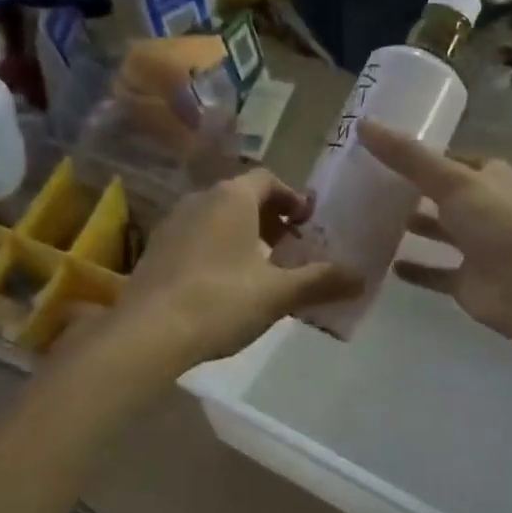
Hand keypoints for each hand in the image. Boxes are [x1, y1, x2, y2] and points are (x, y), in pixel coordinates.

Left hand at [112, 169, 362, 371]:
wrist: (149, 333)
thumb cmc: (221, 300)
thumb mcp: (278, 293)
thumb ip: (321, 281)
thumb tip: (362, 277)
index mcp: (231, 198)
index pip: (268, 179)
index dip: (292, 197)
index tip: (308, 222)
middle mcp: (199, 200)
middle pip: (241, 197)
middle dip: (270, 219)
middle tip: (290, 247)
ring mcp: (171, 224)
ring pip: (216, 218)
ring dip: (243, 235)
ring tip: (261, 269)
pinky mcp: (155, 251)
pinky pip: (196, 238)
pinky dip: (217, 250)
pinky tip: (225, 286)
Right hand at [357, 121, 511, 337]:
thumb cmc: (496, 223)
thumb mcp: (450, 180)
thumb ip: (407, 157)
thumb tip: (363, 124)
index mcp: (492, 178)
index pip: (454, 160)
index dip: (424, 157)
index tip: (387, 155)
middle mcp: (488, 210)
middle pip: (446, 197)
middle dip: (417, 192)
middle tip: (374, 188)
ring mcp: (480, 248)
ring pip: (443, 233)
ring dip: (418, 227)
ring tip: (377, 220)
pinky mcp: (469, 281)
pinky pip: (437, 273)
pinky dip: (418, 270)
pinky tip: (390, 265)